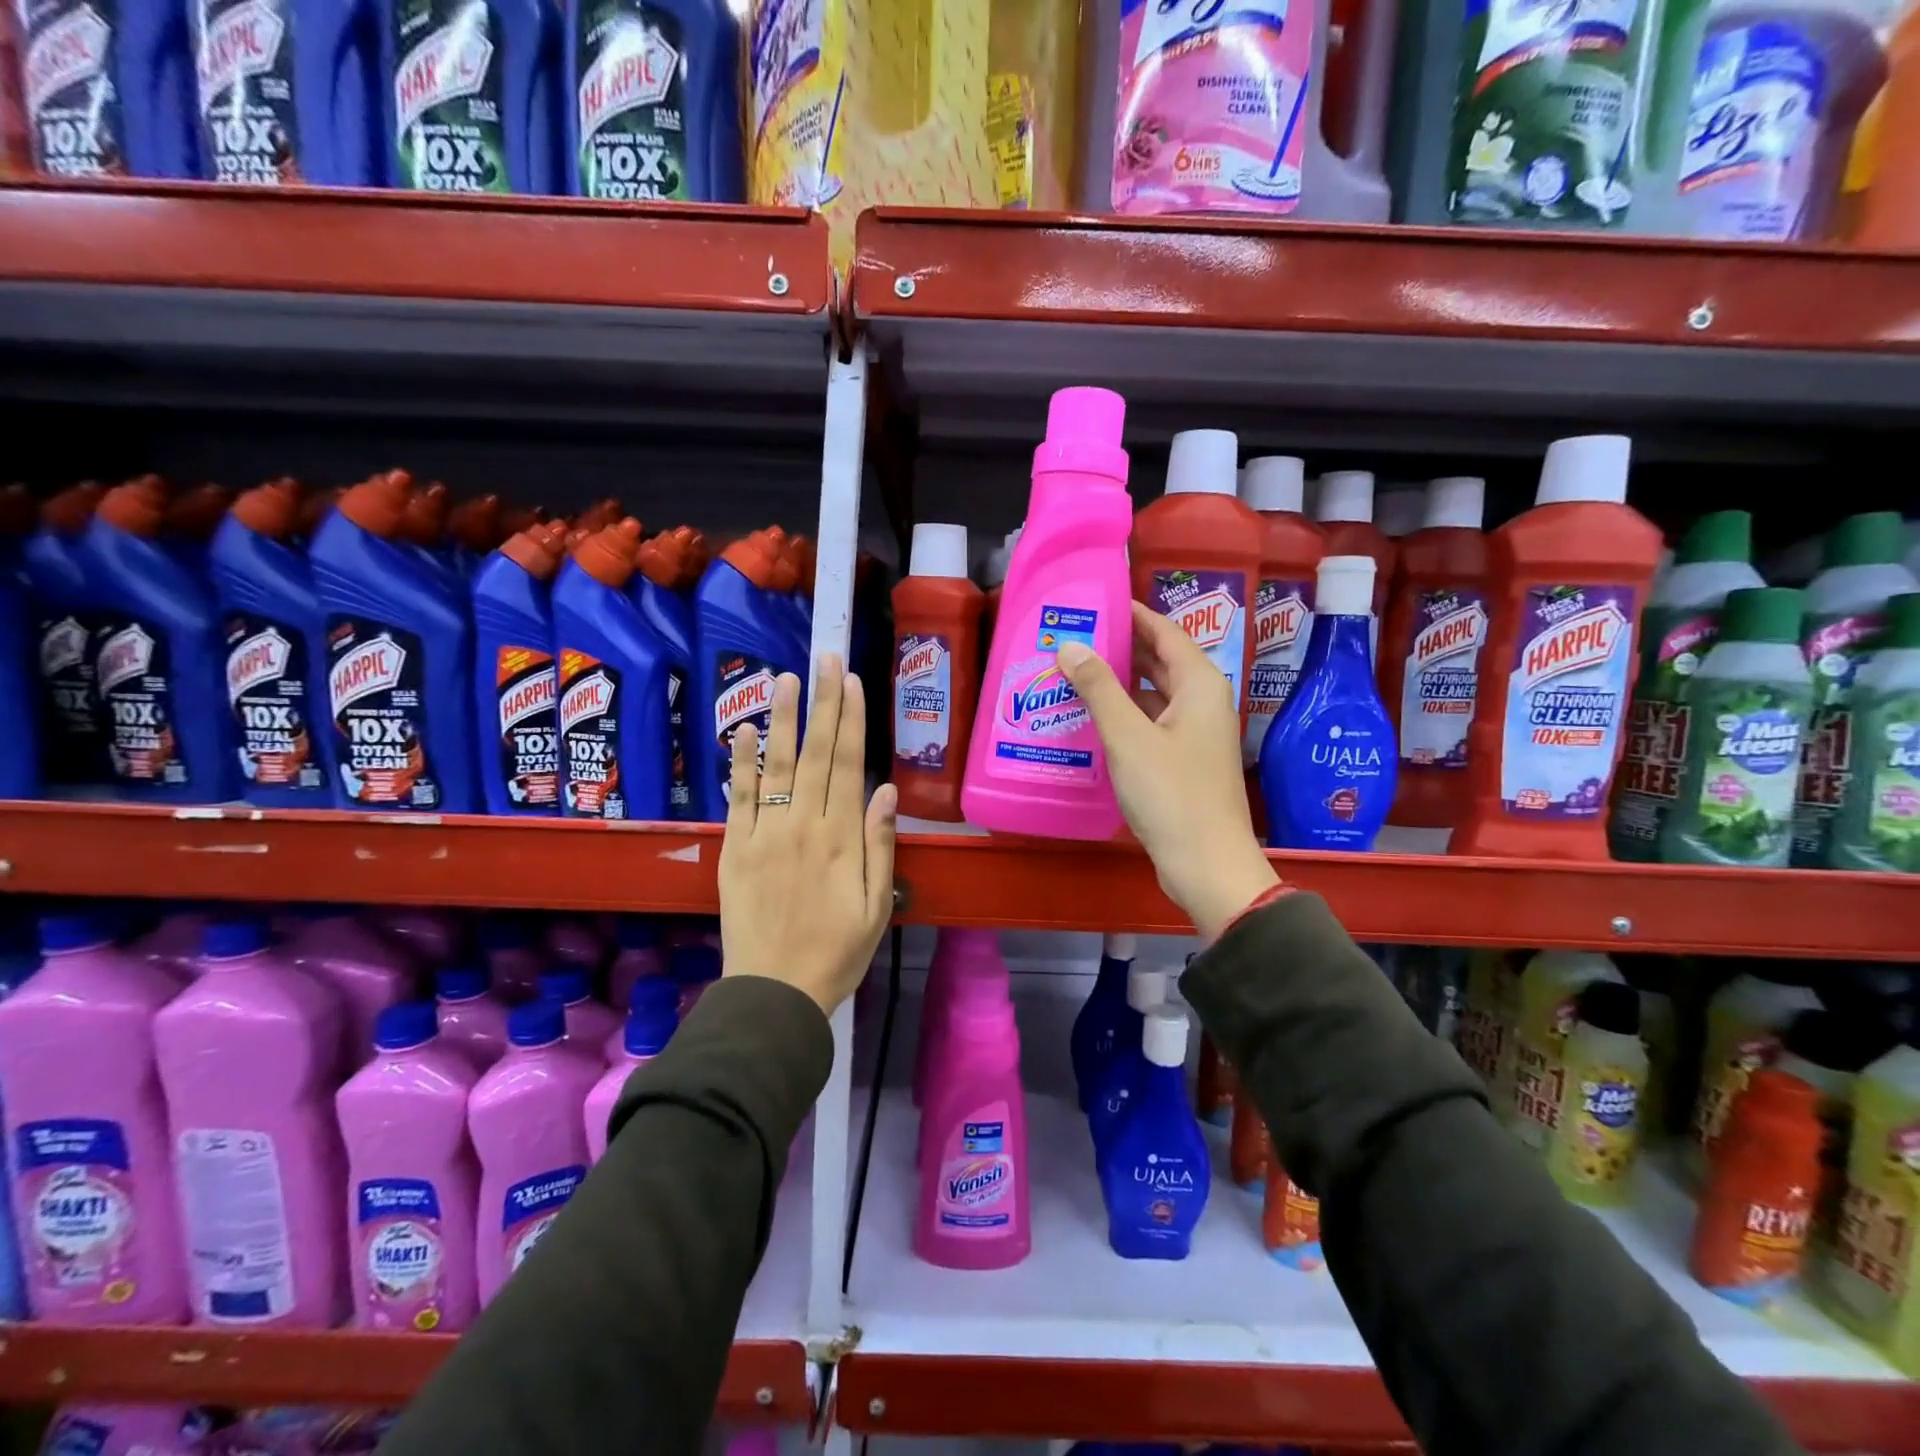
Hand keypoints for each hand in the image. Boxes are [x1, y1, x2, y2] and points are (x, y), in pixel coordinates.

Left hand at [718, 655, 897, 1014]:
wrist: (775, 992)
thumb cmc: (838, 952)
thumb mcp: (877, 907)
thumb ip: (881, 846)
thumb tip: (887, 790)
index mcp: (842, 839)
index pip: (848, 765)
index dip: (851, 720)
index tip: (851, 681)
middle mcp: (804, 826)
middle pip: (817, 754)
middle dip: (822, 703)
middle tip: (823, 658)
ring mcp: (765, 835)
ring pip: (777, 766)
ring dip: (782, 719)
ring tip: (784, 677)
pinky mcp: (735, 850)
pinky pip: (738, 799)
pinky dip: (739, 763)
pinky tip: (742, 730)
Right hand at [1057, 603, 1278, 940]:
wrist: (1206, 864)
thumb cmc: (1171, 794)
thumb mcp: (1128, 736)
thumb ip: (1099, 688)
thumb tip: (1071, 645)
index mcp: (1200, 685)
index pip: (1165, 632)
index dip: (1132, 614)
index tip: (1096, 603)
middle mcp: (1202, 702)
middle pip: (1159, 661)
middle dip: (1119, 648)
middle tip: (1073, 637)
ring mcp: (1194, 734)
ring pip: (1153, 695)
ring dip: (1118, 684)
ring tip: (1072, 672)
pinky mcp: (1182, 762)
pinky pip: (1150, 723)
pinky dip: (1123, 715)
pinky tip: (1089, 718)